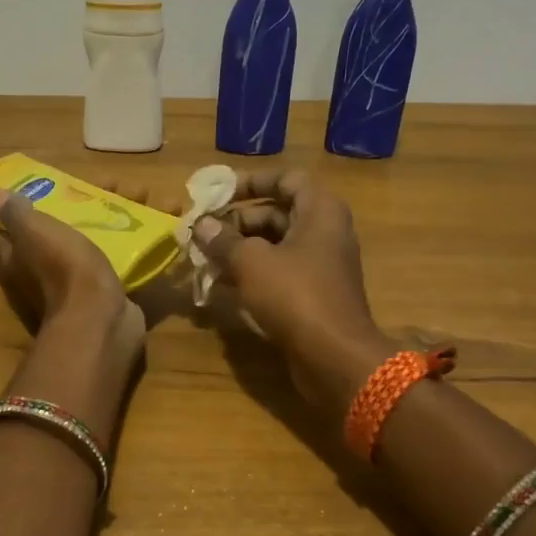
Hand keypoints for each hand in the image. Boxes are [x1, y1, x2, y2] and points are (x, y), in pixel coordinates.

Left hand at [0, 185, 146, 358]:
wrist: (99, 319)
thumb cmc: (63, 270)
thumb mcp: (35, 233)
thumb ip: (16, 214)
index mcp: (21, 258)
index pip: (9, 230)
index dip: (21, 206)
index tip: (40, 185)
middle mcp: (44, 272)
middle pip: (63, 230)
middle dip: (85, 203)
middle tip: (110, 182)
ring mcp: (79, 285)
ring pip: (98, 241)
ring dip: (120, 217)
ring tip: (145, 193)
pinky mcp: (109, 292)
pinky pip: (125, 258)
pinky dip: (144, 241)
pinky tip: (163, 220)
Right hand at [193, 171, 391, 404]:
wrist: (335, 357)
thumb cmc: (296, 295)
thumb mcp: (252, 262)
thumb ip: (223, 240)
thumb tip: (200, 225)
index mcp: (320, 210)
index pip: (286, 179)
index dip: (251, 182)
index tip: (218, 193)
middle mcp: (324, 231)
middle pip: (277, 212)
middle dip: (237, 220)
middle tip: (202, 231)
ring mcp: (320, 264)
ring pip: (275, 245)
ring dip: (240, 248)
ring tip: (203, 256)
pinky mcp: (313, 293)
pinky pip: (279, 272)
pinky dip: (252, 272)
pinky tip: (221, 282)